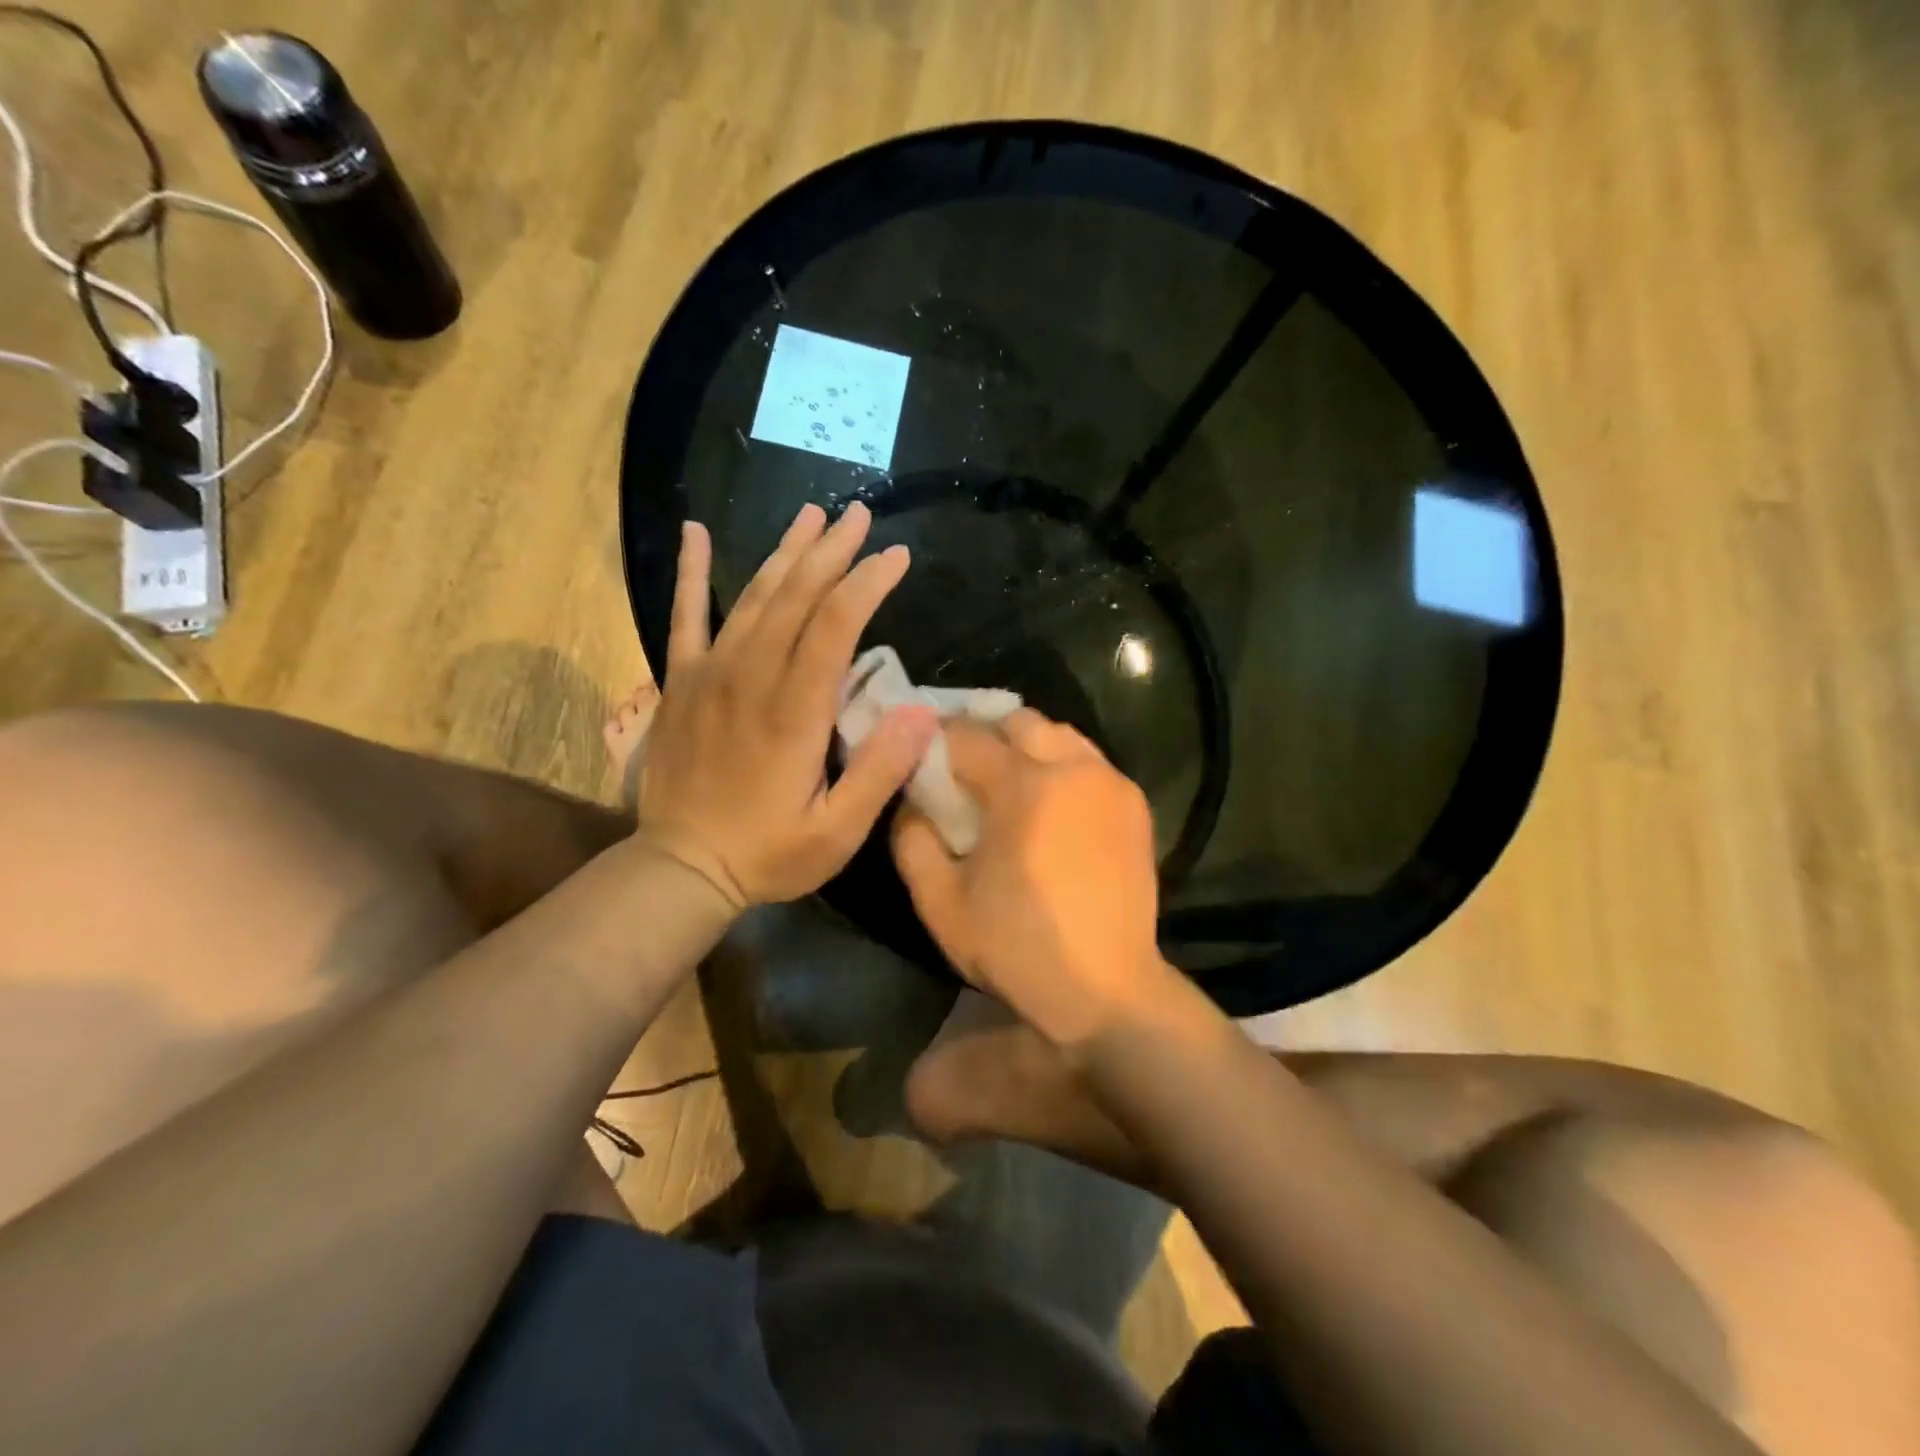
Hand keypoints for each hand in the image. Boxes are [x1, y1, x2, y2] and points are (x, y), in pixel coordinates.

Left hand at [637, 503, 937, 908]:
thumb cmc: (768, 854)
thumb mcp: (837, 832)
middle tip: (859, 515)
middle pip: (795, 597)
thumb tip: (922, 712)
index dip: (867, 583)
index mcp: (794, 711)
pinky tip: (695, 531)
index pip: (834, 626)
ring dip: (785, 553)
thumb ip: (879, 771)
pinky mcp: (680, 683)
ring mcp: (709, 675)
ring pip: (752, 597)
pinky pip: (684, 616)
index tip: (896, 556)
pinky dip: (689, 571)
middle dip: (832, 552)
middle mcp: (750, 678)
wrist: (680, 868)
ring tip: (811, 514)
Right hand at [891, 710, 1177, 1048]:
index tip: (918, 751)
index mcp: (1023, 786)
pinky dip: (1062, 766)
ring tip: (1008, 781)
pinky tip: (1050, 804)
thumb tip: (912, 799)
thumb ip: (912, 838)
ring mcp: (1111, 782)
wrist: (1106, 990)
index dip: (935, 738)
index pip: (966, 735)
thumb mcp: (940, 901)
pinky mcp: (1135, 804)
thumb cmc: (1017, 946)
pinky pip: (1089, 762)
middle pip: (1019, 720)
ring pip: (1060, 734)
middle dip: (984, 732)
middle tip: (963, 766)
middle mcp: (1072, 768)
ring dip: (1027, 745)